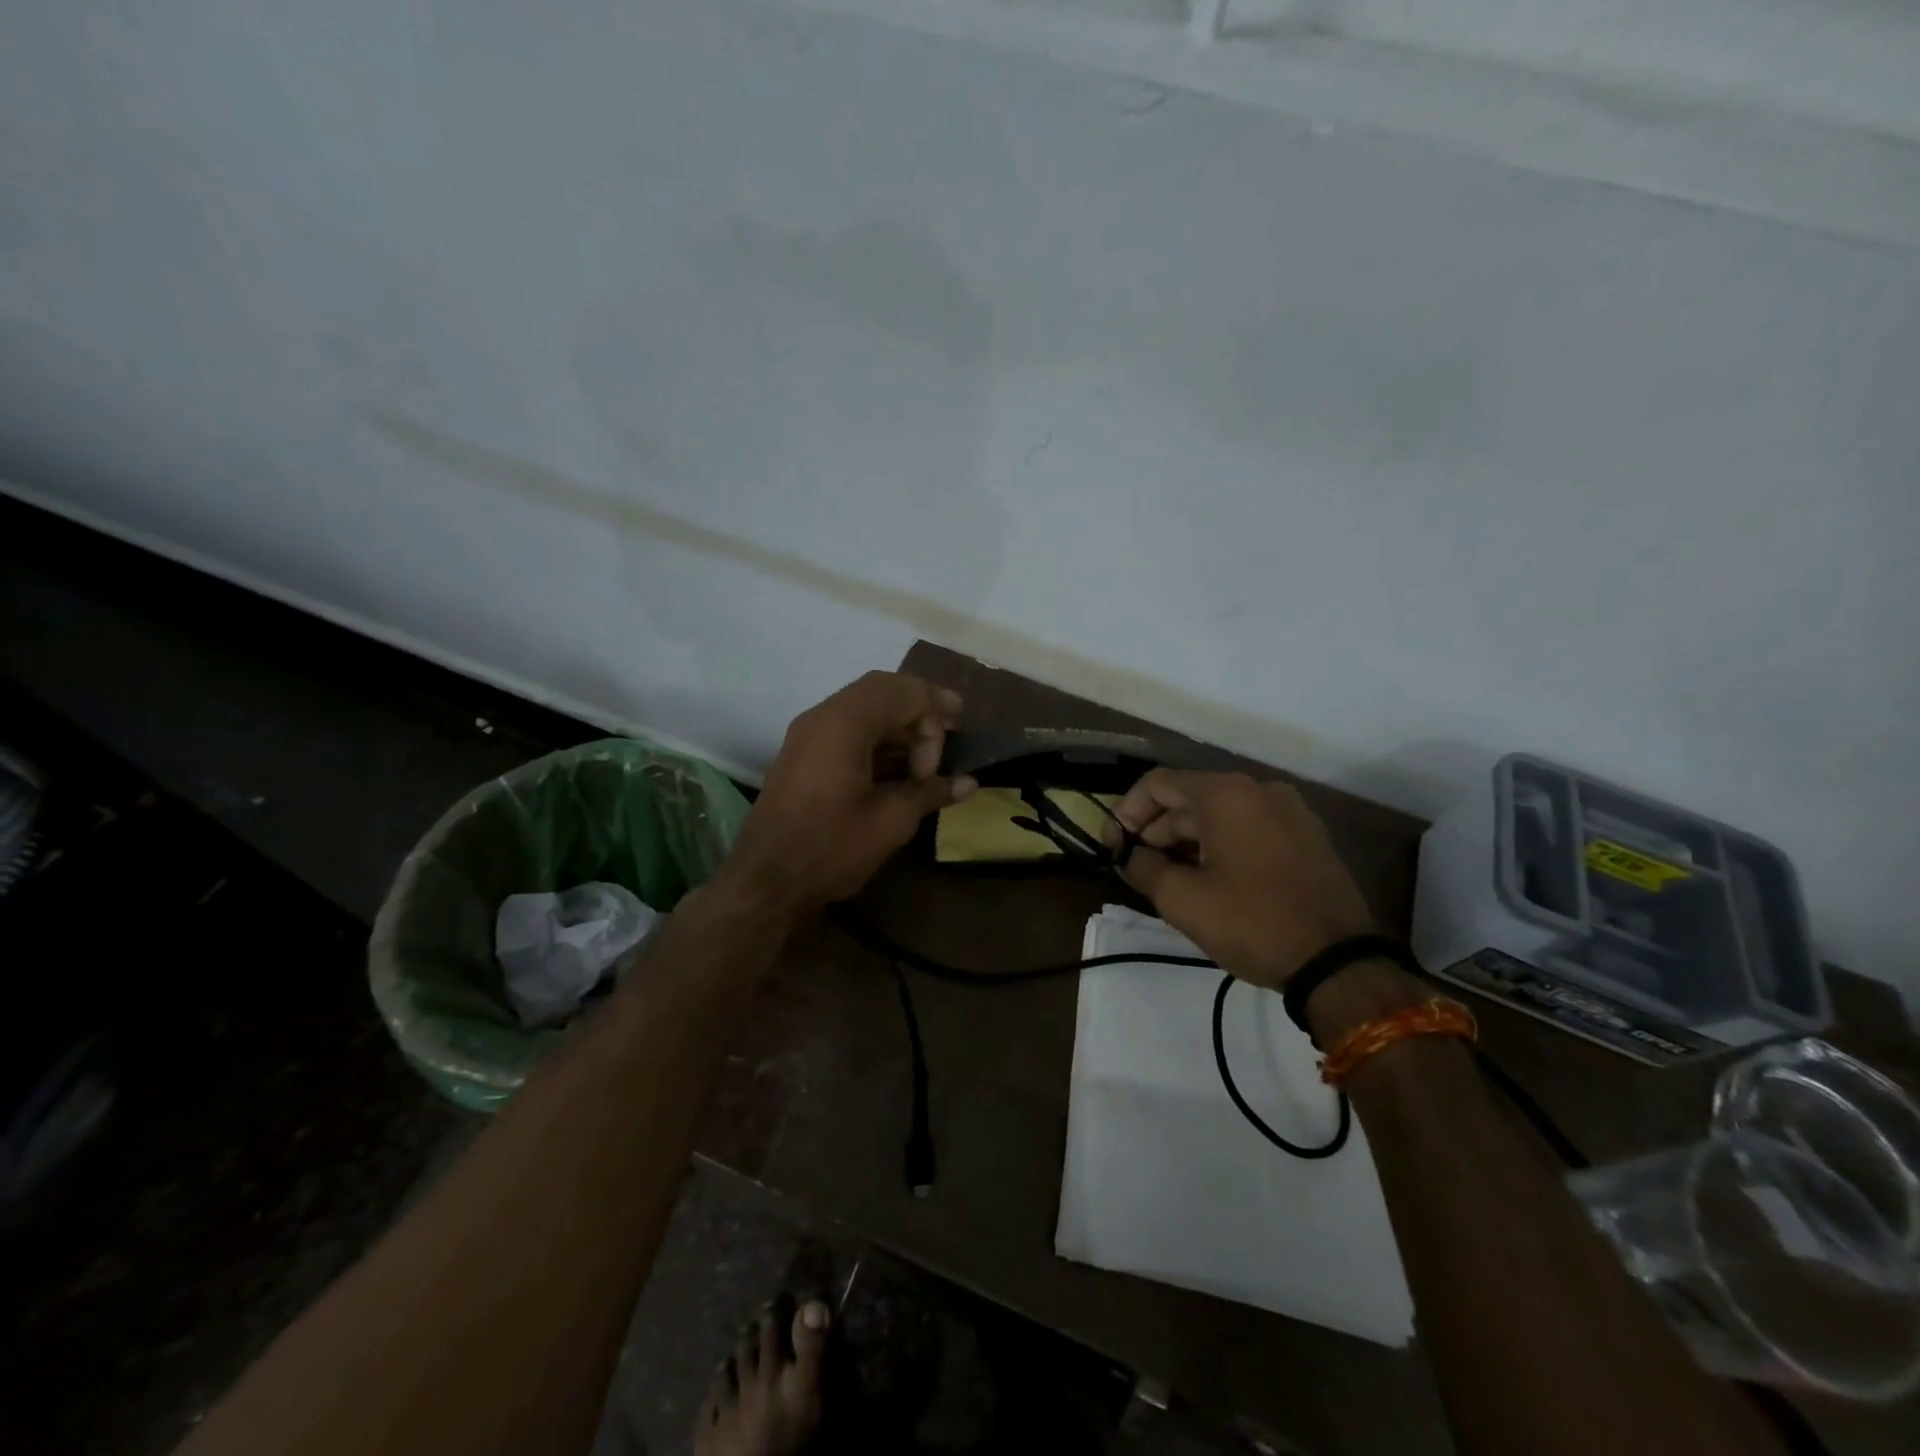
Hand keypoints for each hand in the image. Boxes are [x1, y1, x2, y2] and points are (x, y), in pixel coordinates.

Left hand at [721, 672, 975, 914]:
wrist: (765, 881)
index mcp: (845, 723)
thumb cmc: (831, 848)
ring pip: (863, 705)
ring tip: (924, 758)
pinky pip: (846, 726)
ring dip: (898, 723)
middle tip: (950, 732)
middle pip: (883, 689)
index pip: (904, 691)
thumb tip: (969, 783)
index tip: (945, 759)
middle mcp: (823, 716)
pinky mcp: (802, 753)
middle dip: (920, 709)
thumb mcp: (891, 821)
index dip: (935, 717)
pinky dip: (876, 736)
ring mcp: (808, 733)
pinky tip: (895, 768)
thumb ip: (930, 792)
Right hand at [1106, 769, 1375, 987]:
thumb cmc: (1251, 922)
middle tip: (1136, 867)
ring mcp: (1289, 811)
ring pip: (1220, 815)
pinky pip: (1249, 828)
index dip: (1126, 812)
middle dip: (1157, 830)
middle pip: (1189, 798)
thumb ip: (1142, 866)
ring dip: (1187, 841)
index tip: (1113, 846)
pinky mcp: (1307, 837)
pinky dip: (1220, 845)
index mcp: (1226, 794)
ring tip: (1169, 878)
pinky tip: (1209, 879)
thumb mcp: (1181, 899)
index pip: (1158, 784)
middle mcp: (1259, 789)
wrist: (1338, 963)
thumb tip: (1129, 855)